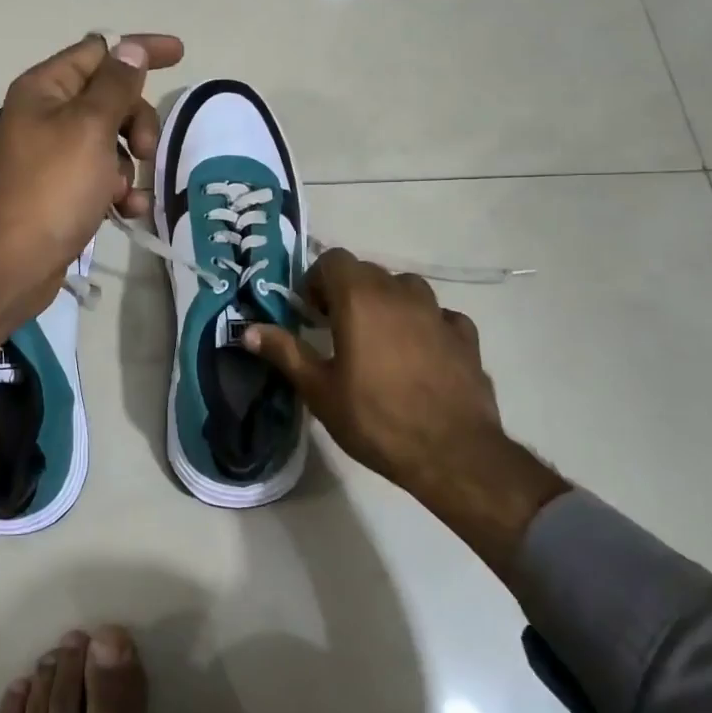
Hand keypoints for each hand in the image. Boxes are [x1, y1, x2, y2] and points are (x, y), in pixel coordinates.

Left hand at [0, 32, 183, 325]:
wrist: (12, 263)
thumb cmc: (51, 187)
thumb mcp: (89, 128)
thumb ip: (116, 85)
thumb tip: (131, 47)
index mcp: (45, 89)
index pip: (99, 50)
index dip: (139, 50)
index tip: (180, 53)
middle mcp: (46, 115)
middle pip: (109, 98)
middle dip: (136, 120)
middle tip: (144, 149)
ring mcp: (54, 155)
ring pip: (111, 141)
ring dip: (129, 163)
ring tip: (125, 192)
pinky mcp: (62, 190)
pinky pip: (101, 176)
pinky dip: (119, 190)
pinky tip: (127, 211)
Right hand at [245, 249, 566, 576]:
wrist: (452, 453)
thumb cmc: (375, 418)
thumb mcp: (319, 390)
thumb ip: (284, 352)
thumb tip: (246, 330)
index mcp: (360, 299)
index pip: (334, 259)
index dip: (317, 280)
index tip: (312, 314)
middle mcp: (400, 293)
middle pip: (367, 272)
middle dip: (347, 291)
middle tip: (337, 329)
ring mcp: (437, 312)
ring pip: (405, 288)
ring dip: (387, 302)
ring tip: (379, 339)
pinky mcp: (465, 335)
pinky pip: (439, 315)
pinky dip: (424, 324)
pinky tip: (420, 354)